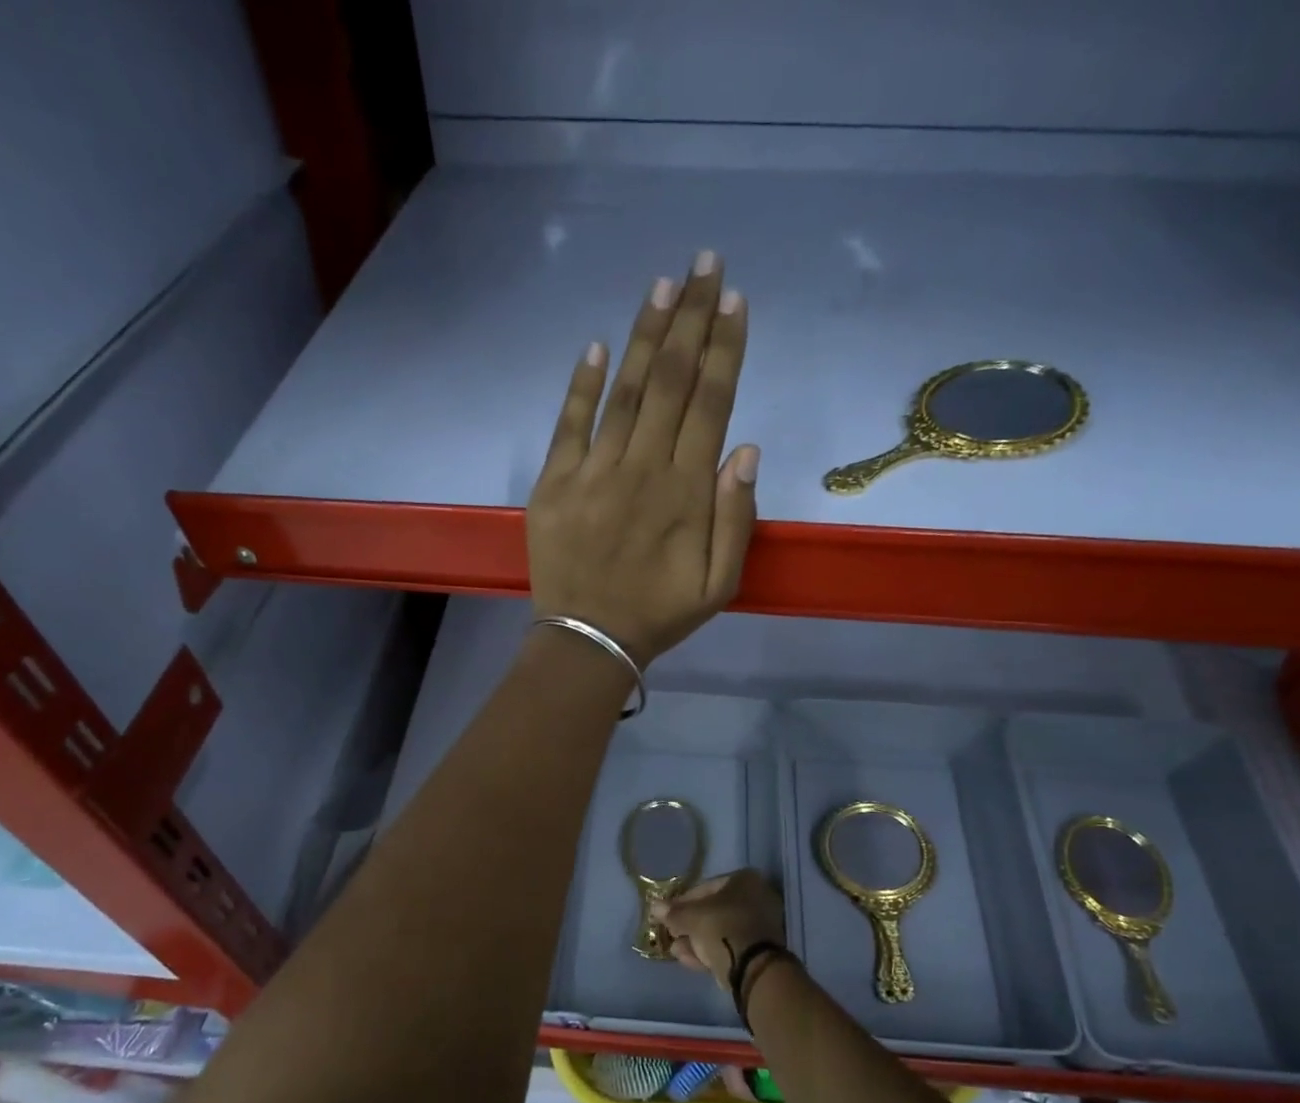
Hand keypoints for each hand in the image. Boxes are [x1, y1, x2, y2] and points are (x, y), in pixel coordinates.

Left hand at [527, 252, 758, 664]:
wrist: (588, 640)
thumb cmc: (659, 614)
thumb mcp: (719, 583)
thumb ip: (736, 517)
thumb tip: (745, 449)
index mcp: (686, 493)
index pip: (711, 404)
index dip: (723, 350)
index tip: (735, 302)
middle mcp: (642, 470)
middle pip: (670, 382)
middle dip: (691, 319)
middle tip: (705, 265)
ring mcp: (593, 473)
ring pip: (624, 392)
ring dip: (645, 336)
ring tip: (663, 285)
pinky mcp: (554, 484)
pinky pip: (569, 424)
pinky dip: (582, 384)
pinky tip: (597, 345)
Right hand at [651, 869, 786, 989]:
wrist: (752, 967)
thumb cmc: (722, 927)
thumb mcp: (691, 918)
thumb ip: (673, 912)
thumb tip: (655, 906)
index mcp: (746, 881)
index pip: (706, 887)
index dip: (683, 901)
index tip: (667, 913)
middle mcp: (758, 898)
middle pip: (715, 910)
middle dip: (690, 923)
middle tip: (671, 932)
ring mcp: (761, 926)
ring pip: (721, 931)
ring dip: (696, 939)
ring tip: (675, 950)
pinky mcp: (760, 951)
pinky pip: (729, 946)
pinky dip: (710, 951)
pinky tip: (687, 959)